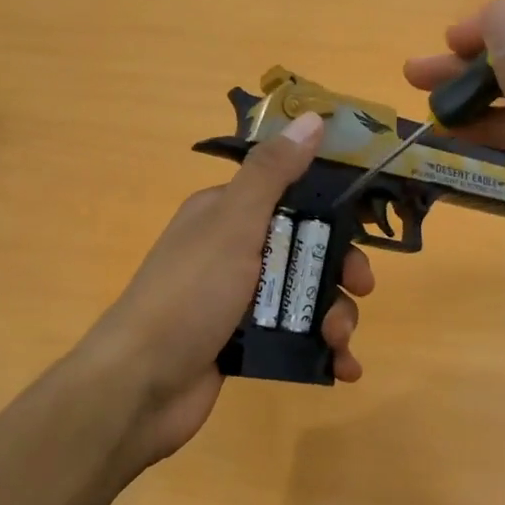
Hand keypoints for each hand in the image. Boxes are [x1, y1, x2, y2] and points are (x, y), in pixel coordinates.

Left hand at [84, 111, 373, 467]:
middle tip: (360, 290)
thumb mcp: (233, 224)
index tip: (364, 230)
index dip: (331, 212)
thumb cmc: (189, 294)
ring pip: (304, 297)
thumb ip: (273, 173)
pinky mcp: (243, 344)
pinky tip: (343, 368)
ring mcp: (238, 301)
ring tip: (339, 341)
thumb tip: (312, 119)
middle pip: (305, 251)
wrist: (140, 385)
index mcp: (226, 214)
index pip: (291, 198)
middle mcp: (233, 252)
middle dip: (340, 272)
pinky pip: (294, 338)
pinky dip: (322, 352)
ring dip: (335, 316)